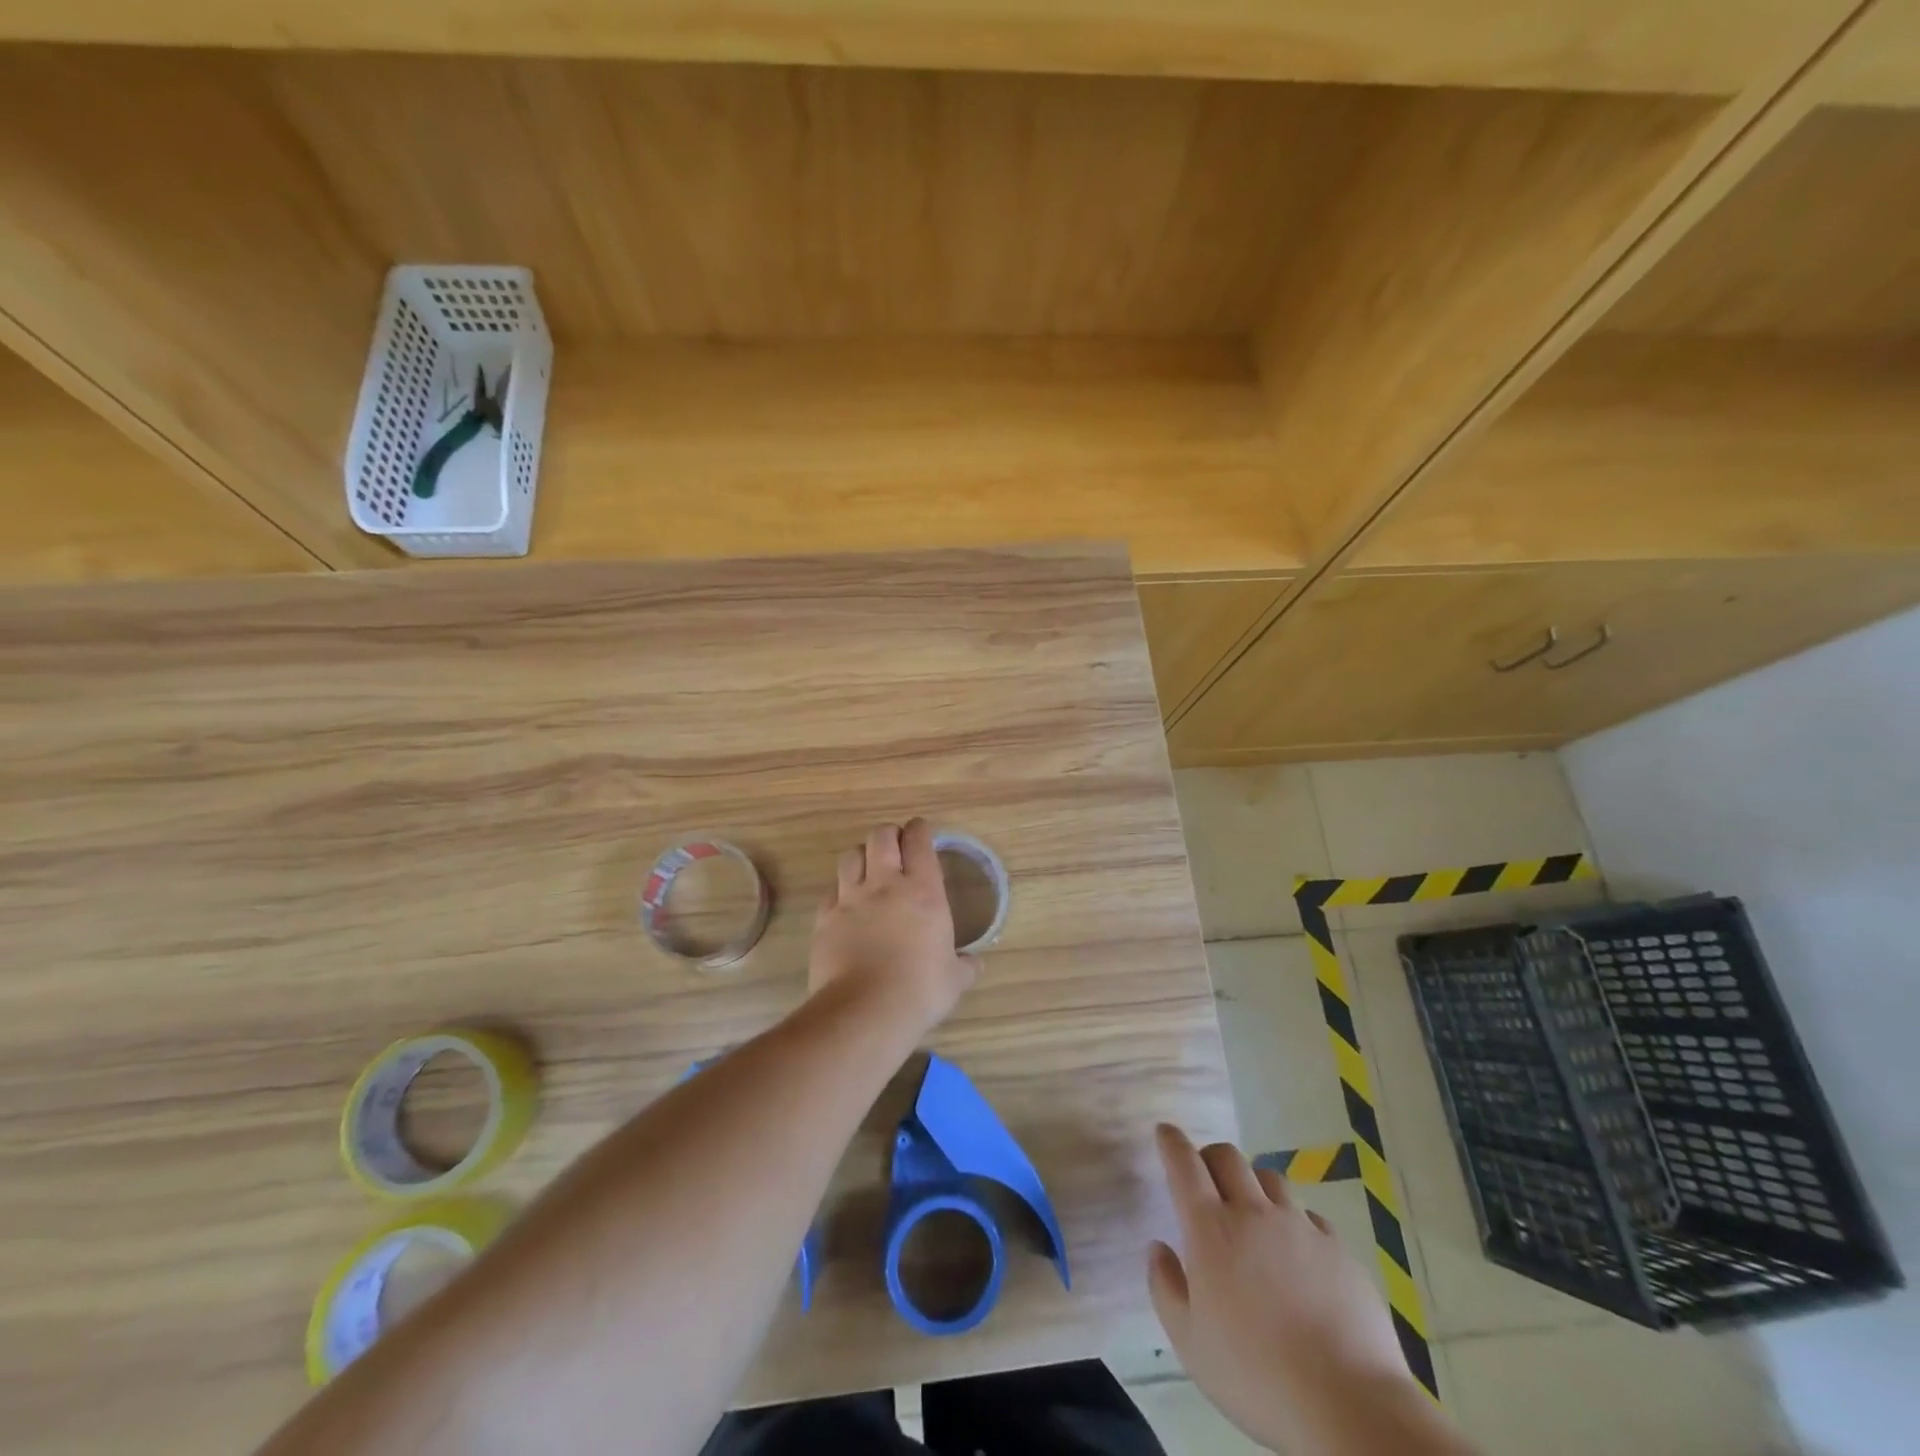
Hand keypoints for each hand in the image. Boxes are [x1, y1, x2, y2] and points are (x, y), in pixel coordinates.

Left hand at [810, 819, 976, 1037]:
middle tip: (896, 846)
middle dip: (889, 834)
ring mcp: (850, 899)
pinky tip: (846, 904)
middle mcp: (885, 885)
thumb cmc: (919, 990)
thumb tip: (975, 963)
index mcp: (923, 891)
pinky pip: (830, 891)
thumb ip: (965, 965)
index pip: (919, 842)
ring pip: (850, 856)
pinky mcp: (825, 918)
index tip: (922, 830)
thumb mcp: (953, 979)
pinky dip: (839, 891)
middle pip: (880, 837)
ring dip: (861, 856)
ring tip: (868, 868)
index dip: (920, 830)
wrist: (865, 1010)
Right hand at [1147, 1124, 1412, 1449]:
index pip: (1185, 1164)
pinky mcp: (1338, 1249)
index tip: (1165, 1132)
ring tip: (1253, 1215)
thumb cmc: (1257, 1378)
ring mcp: (1301, 1227)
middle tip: (1205, 1179)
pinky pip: (1309, 1216)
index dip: (1172, 1142)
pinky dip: (1295, 1222)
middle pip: (1228, 1157)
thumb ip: (1166, 1288)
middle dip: (1210, 1157)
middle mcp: (1254, 1213)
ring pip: (1270, 1178)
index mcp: (1211, 1230)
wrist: (1350, 1406)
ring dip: (1253, 1185)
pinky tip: (1298, 1254)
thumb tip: (1159, 1249)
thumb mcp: (1190, 1344)